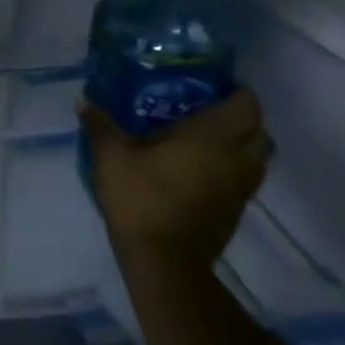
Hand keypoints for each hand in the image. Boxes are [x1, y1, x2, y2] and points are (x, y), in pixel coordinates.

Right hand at [81, 90, 271, 277]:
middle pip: (260, 129)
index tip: (212, 84)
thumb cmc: (141, 198)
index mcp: (211, 137)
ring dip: (243, 142)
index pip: (246, 104)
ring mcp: (241, 186)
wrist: (164, 260)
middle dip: (242, 115)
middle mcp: (235, 157)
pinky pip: (247, 176)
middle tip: (209, 107)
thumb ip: (100, 125)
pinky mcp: (237, 209)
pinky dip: (235, 165)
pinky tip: (204, 166)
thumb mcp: (110, 156)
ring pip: (259, 155)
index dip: (236, 91)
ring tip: (209, 136)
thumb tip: (84, 100)